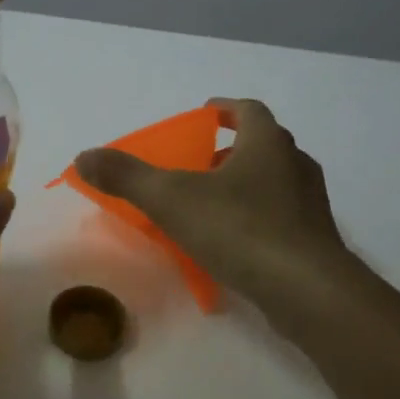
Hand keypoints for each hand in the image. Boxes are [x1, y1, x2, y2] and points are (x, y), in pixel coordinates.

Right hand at [74, 98, 350, 307]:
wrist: (306, 290)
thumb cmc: (240, 229)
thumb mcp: (171, 199)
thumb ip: (127, 176)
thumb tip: (84, 156)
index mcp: (267, 142)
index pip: (247, 109)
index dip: (224, 109)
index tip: (203, 116)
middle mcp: (295, 164)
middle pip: (262, 144)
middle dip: (230, 150)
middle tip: (198, 165)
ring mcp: (311, 204)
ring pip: (274, 182)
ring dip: (245, 185)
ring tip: (211, 205)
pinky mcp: (316, 240)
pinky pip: (282, 217)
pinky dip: (257, 219)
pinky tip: (234, 243)